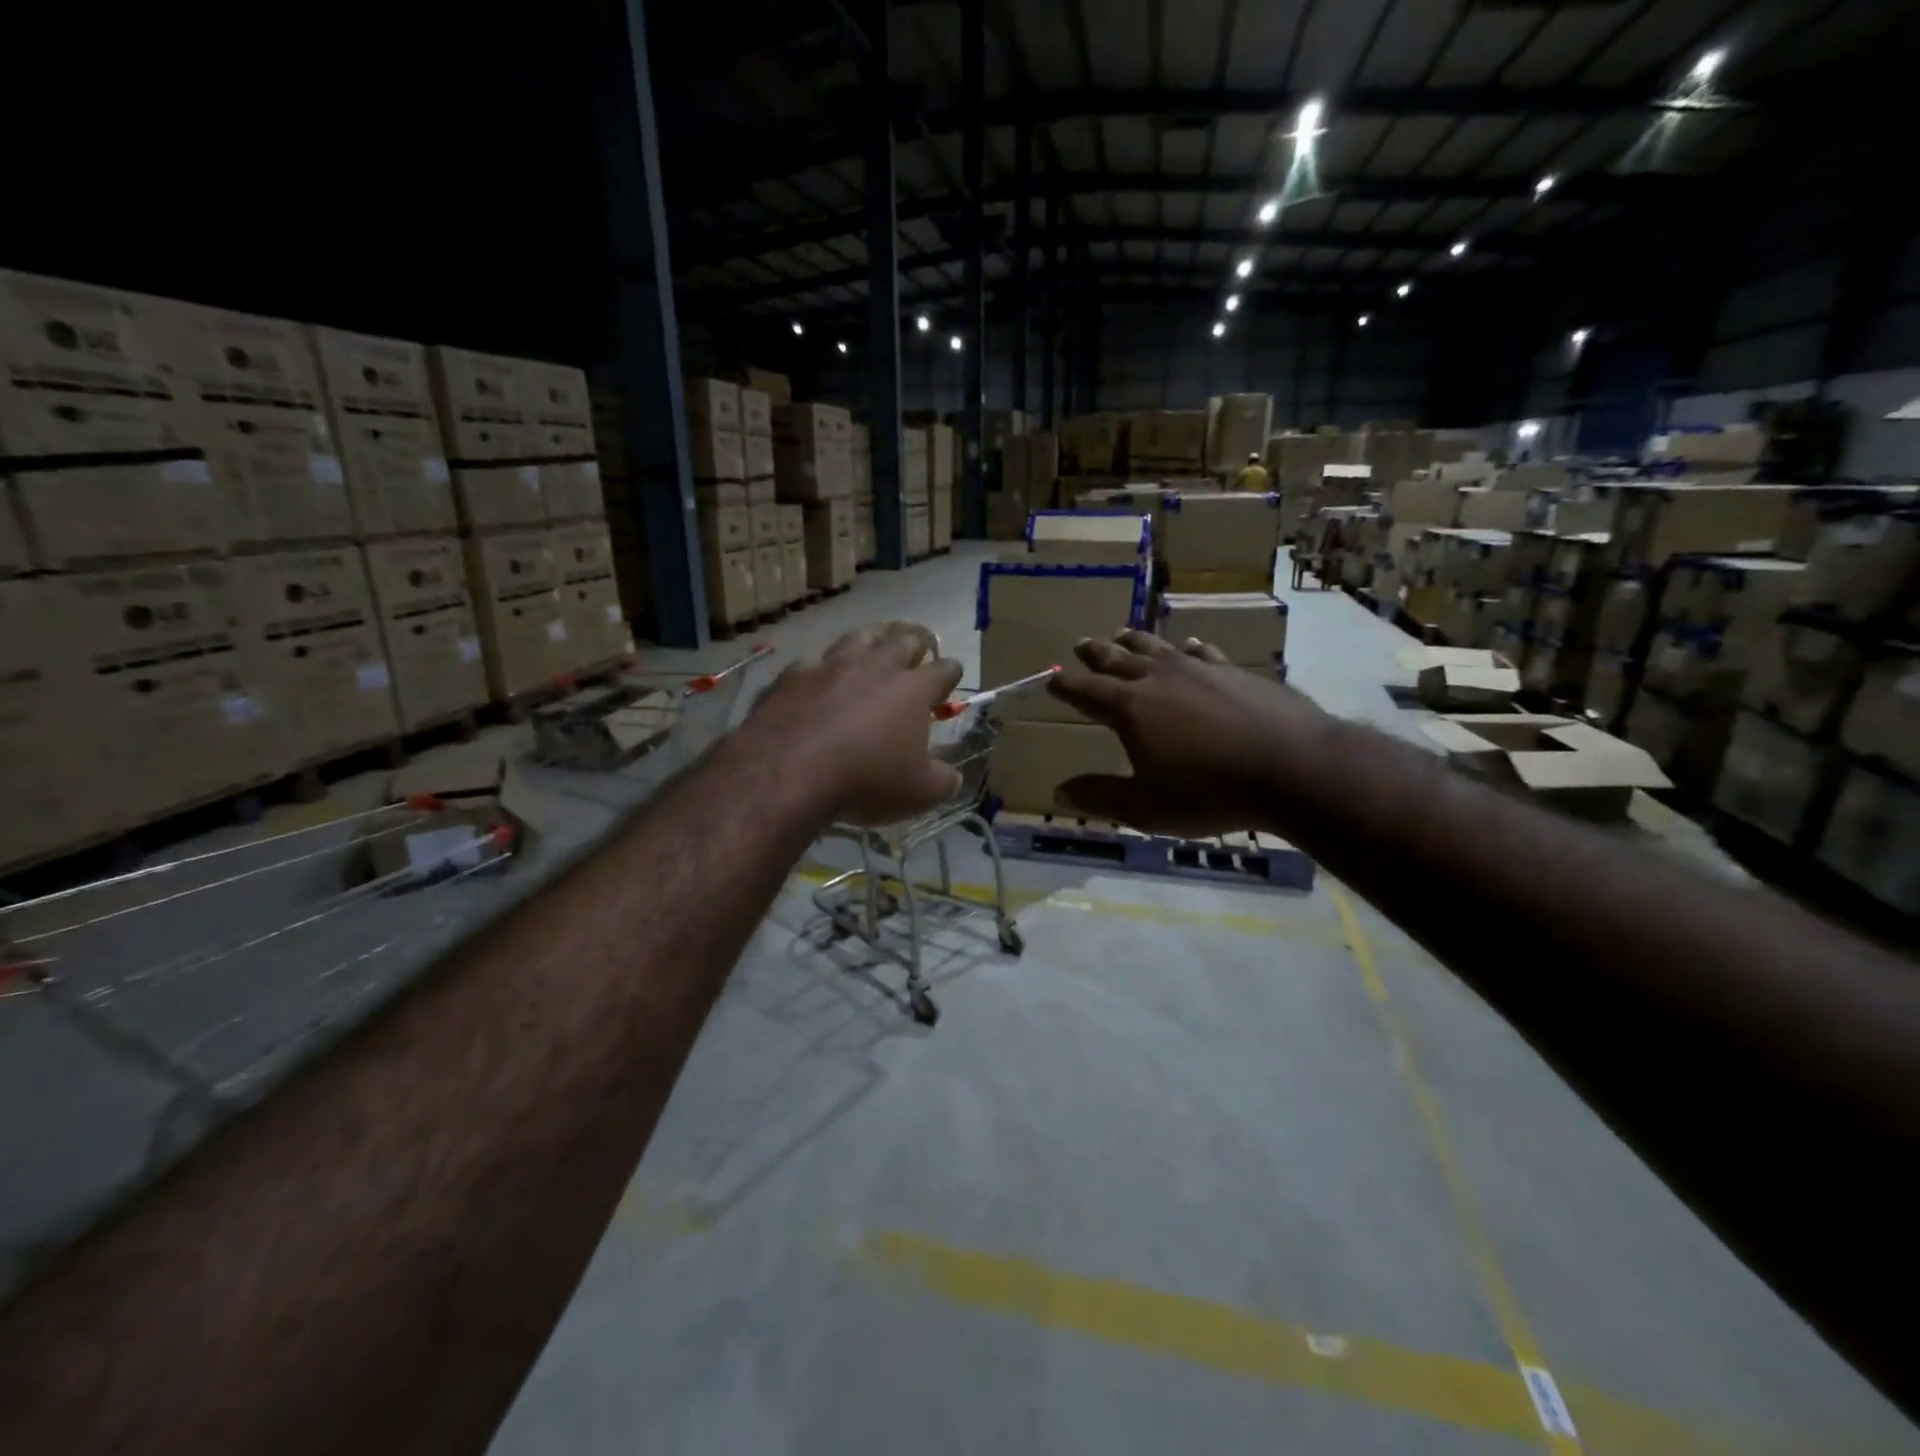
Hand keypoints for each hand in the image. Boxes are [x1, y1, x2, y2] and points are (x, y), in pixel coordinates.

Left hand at [741, 627, 963, 826]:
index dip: (951, 673)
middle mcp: (876, 665)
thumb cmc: (866, 779)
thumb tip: (951, 776)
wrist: (788, 772)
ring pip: (860, 637)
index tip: (950, 681)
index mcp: (913, 689)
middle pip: (904, 639)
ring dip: (873, 641)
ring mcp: (832, 665)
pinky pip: (815, 660)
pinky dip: (824, 667)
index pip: (944, 669)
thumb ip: (942, 780)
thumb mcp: (919, 793)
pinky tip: (820, 676)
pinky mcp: (794, 674)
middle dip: (917, 643)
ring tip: (875, 648)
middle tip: (920, 651)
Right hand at [1047, 629, 1328, 836]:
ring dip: (1136, 641)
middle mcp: (1160, 679)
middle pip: (1119, 660)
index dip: (1067, 686)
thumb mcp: (1147, 807)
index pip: (1088, 692)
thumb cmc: (1210, 792)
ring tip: (1122, 633)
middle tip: (1081, 644)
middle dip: (1096, 654)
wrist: (1294, 768)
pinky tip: (1191, 645)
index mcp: (1131, 708)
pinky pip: (1204, 652)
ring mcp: (1201, 670)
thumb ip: (1101, 797)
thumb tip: (1058, 792)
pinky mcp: (1236, 672)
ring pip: (1158, 647)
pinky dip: (1190, 647)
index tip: (1052, 679)